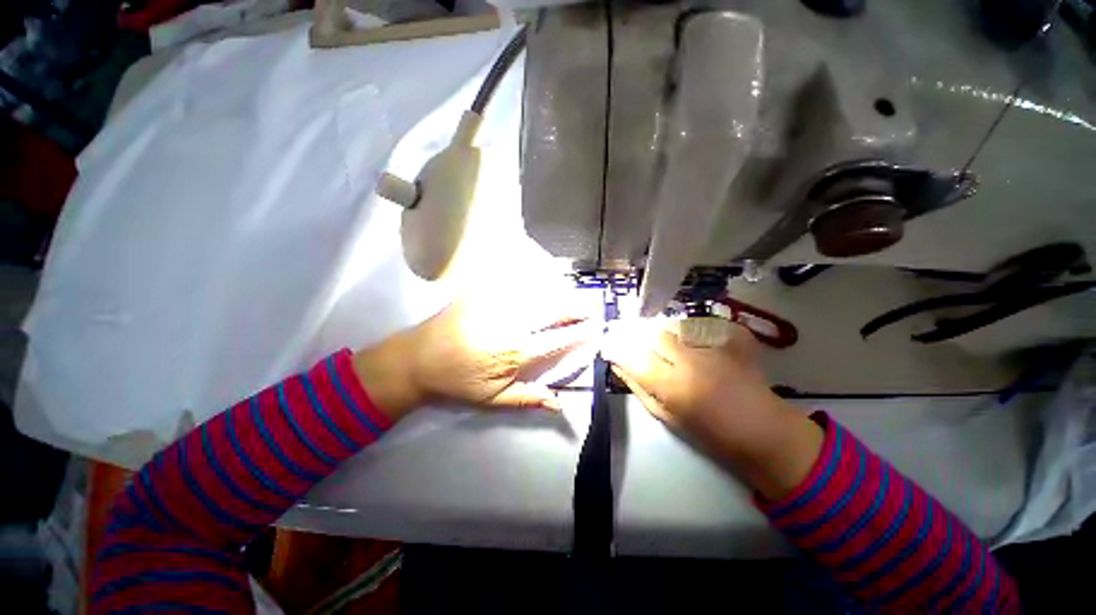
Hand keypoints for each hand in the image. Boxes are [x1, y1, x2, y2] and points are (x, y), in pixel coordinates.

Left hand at [353, 297, 596, 421]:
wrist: (418, 358)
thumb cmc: (457, 382)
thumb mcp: (492, 400)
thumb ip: (528, 399)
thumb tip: (560, 404)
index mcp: (517, 351)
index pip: (560, 338)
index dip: (581, 332)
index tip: (597, 326)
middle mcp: (513, 324)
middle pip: (554, 310)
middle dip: (578, 305)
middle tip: (595, 302)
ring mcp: (497, 304)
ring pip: (538, 293)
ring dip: (560, 292)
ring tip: (575, 292)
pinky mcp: (483, 292)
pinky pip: (513, 280)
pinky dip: (532, 279)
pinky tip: (542, 279)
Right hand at [602, 319, 823, 498]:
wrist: (763, 433)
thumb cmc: (710, 433)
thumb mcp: (667, 417)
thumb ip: (639, 389)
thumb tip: (618, 366)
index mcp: (671, 387)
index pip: (633, 358)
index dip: (619, 350)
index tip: (612, 347)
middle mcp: (690, 362)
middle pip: (656, 335)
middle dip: (647, 339)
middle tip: (650, 348)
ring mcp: (715, 349)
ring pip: (678, 327)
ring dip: (671, 334)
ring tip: (677, 347)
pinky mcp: (736, 341)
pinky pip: (706, 324)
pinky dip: (698, 330)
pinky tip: (700, 342)